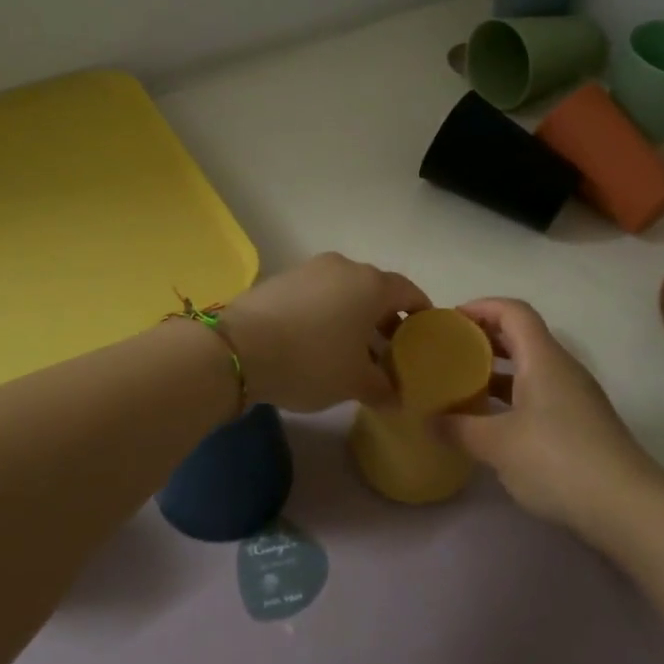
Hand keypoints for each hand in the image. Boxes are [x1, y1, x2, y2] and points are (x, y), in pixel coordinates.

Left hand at [218, 253, 430, 411]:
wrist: (238, 348)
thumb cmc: (311, 361)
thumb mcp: (354, 383)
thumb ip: (383, 388)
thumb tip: (397, 396)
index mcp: (371, 284)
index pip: (409, 291)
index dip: (421, 312)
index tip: (425, 334)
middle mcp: (344, 267)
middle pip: (376, 290)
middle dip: (386, 319)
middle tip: (390, 351)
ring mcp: (309, 269)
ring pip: (344, 292)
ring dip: (354, 317)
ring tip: (353, 352)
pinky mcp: (281, 279)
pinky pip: (317, 295)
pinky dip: (326, 314)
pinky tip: (318, 343)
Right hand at [442, 298, 657, 532]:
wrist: (628, 507)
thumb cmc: (558, 460)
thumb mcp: (497, 444)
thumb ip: (459, 428)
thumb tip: (429, 419)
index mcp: (543, 358)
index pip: (513, 311)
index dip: (481, 307)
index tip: (450, 320)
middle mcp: (561, 368)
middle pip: (522, 335)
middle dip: (484, 337)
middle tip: (450, 350)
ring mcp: (575, 397)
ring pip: (531, 367)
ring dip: (497, 369)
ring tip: (462, 384)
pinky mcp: (580, 424)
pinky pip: (539, 393)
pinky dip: (512, 396)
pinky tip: (492, 421)